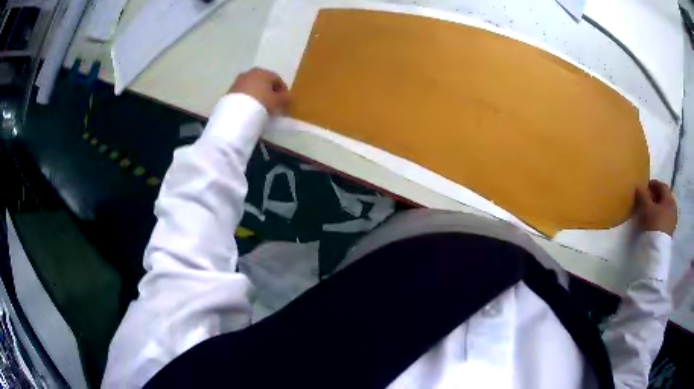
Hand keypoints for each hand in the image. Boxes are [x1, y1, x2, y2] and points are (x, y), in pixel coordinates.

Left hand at [229, 68, 289, 114]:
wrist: (236, 113)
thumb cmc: (261, 103)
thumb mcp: (277, 102)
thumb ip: (285, 98)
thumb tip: (288, 96)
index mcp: (263, 72)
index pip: (277, 79)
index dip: (283, 90)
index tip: (285, 101)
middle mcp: (250, 73)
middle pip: (263, 81)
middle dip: (269, 91)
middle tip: (273, 103)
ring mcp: (238, 81)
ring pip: (252, 87)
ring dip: (258, 94)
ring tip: (261, 107)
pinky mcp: (229, 91)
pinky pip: (243, 94)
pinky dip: (248, 99)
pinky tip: (250, 108)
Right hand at [634, 180, 676, 235]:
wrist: (657, 249)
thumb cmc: (653, 223)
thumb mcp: (646, 207)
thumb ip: (643, 195)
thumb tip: (639, 187)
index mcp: (669, 198)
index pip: (662, 186)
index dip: (654, 184)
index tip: (646, 186)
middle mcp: (673, 207)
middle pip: (664, 198)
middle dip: (656, 197)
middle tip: (647, 198)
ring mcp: (673, 221)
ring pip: (665, 209)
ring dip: (658, 208)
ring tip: (650, 211)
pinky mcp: (670, 232)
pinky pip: (665, 220)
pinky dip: (659, 217)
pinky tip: (654, 221)